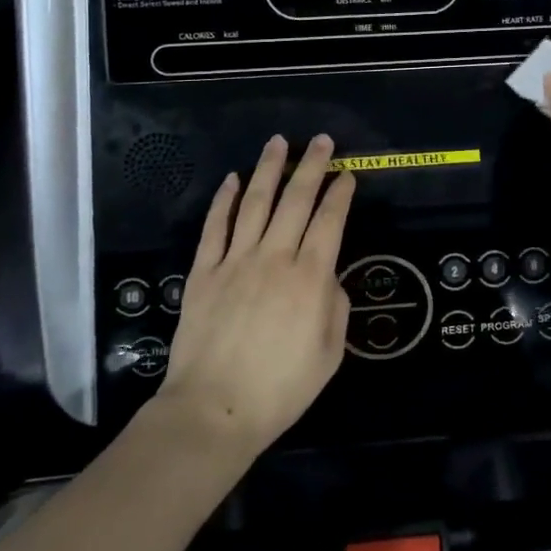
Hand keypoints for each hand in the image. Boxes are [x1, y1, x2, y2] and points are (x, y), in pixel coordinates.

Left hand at [158, 134, 355, 456]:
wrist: (213, 410)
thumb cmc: (280, 389)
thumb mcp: (329, 354)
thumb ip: (334, 306)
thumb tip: (327, 277)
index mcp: (310, 277)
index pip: (330, 221)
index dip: (340, 194)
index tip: (347, 174)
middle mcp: (274, 257)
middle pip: (296, 200)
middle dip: (312, 166)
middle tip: (321, 140)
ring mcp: (235, 261)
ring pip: (255, 202)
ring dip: (269, 169)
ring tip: (278, 142)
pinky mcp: (204, 272)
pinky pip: (215, 227)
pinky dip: (224, 200)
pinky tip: (232, 180)